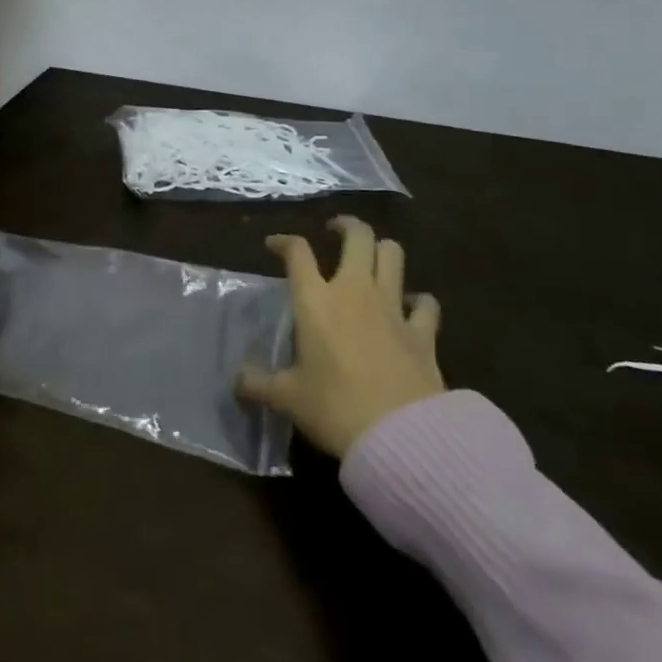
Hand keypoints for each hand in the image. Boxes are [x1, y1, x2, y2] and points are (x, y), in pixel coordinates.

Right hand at [237, 215, 444, 456]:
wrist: (401, 435)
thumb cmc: (335, 408)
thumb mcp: (288, 398)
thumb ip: (258, 384)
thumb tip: (236, 380)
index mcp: (316, 300)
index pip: (297, 252)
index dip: (284, 242)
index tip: (274, 246)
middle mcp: (354, 290)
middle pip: (357, 236)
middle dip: (345, 226)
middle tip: (335, 232)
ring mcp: (393, 307)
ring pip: (393, 255)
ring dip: (382, 250)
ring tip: (372, 259)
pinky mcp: (423, 332)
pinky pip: (426, 303)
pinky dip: (419, 301)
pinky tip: (412, 308)